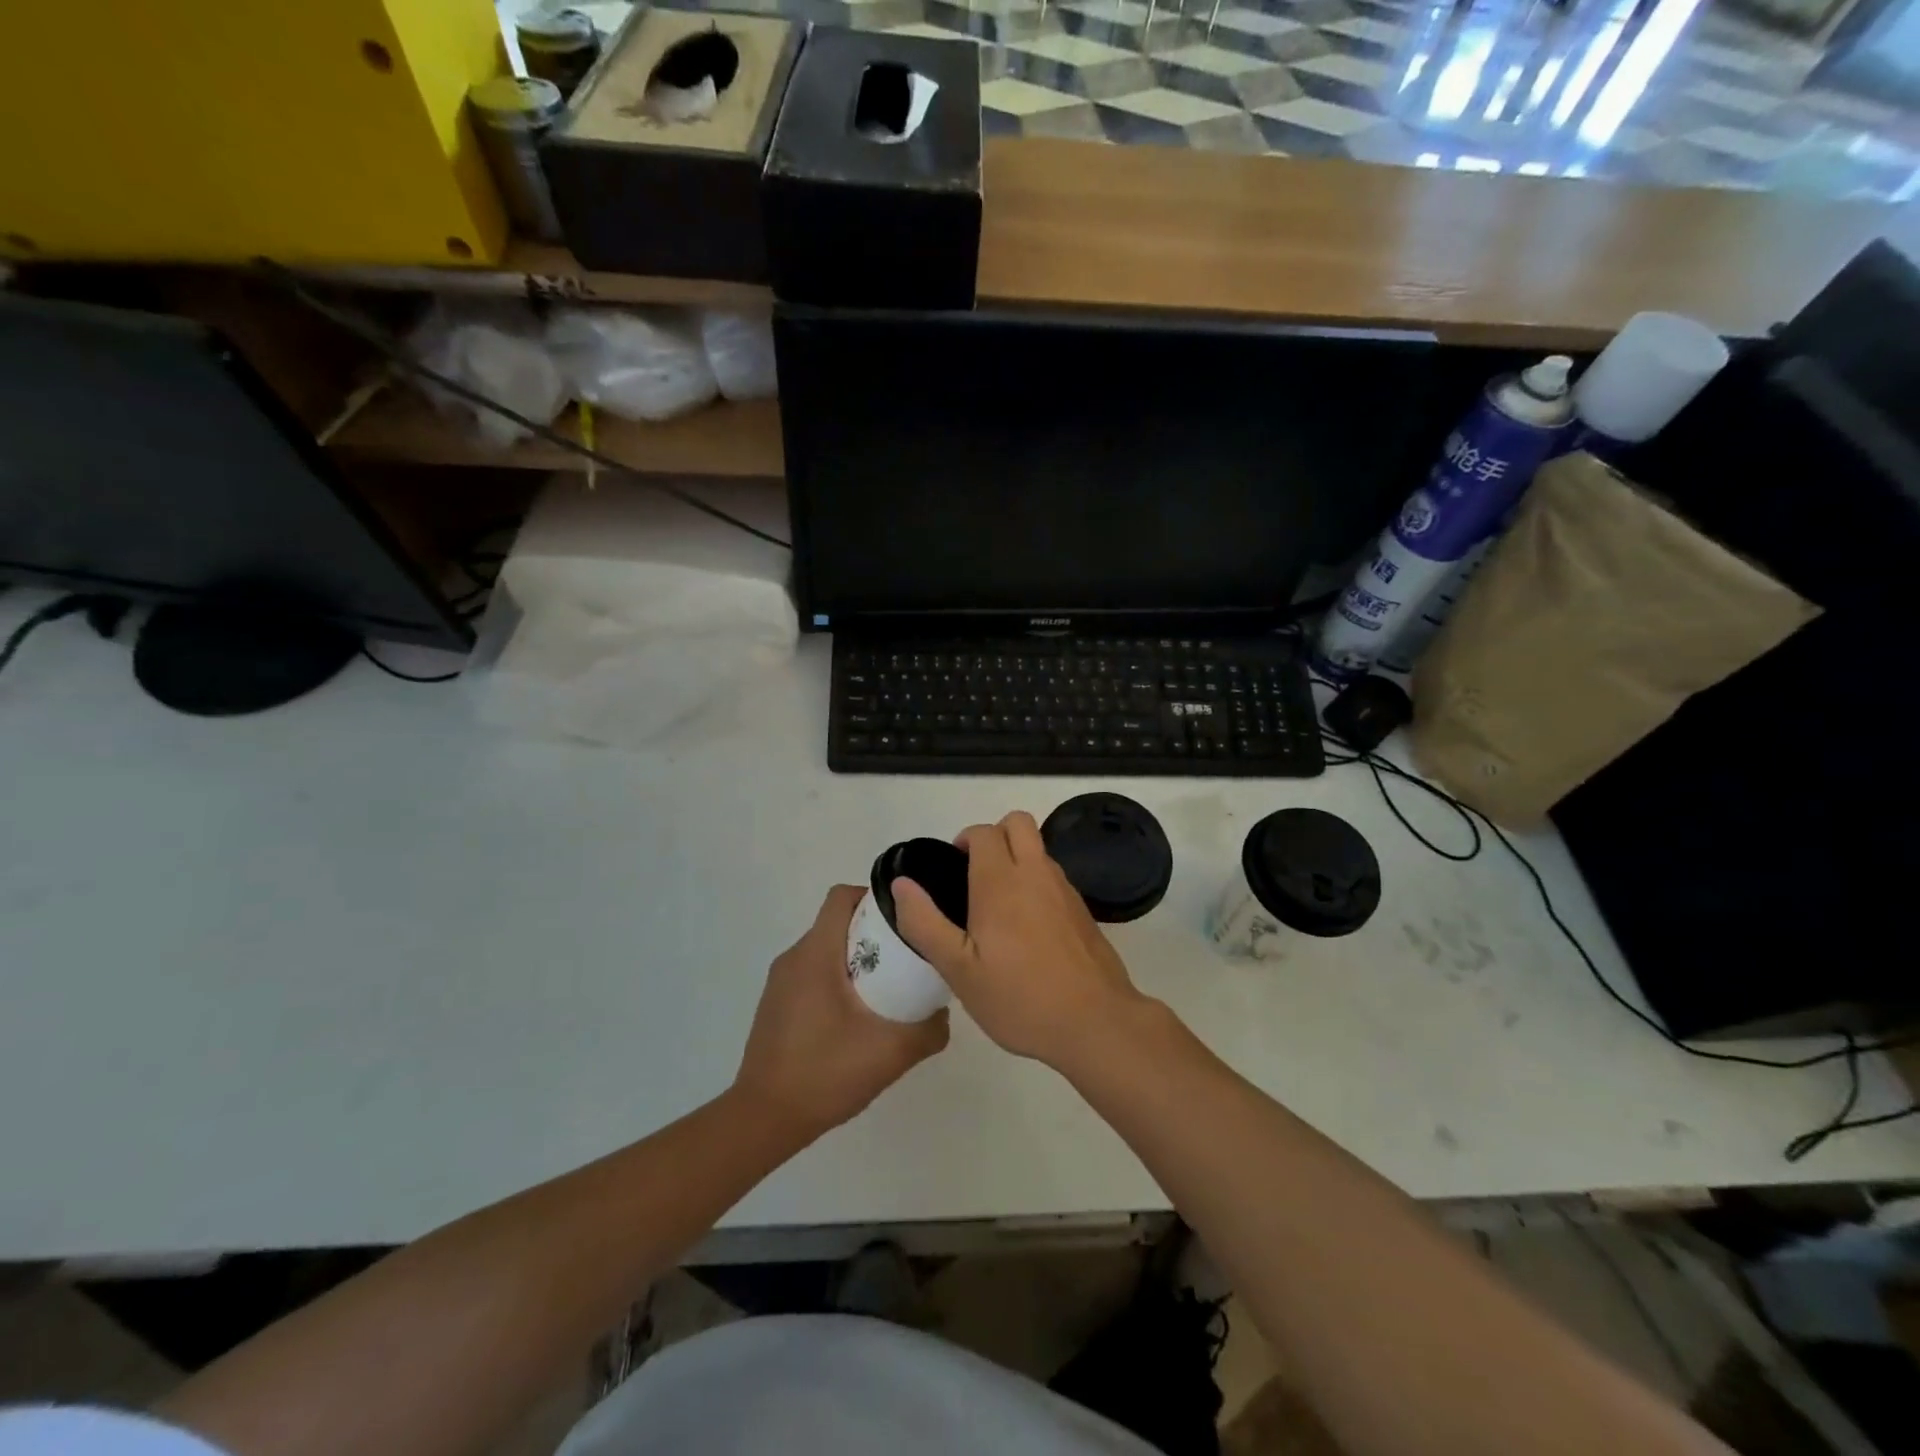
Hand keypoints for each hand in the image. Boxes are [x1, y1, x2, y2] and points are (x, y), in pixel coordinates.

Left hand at [733, 884, 948, 1140]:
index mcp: (816, 954)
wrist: (764, 1119)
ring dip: (856, 960)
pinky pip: (813, 975)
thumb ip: (928, 1030)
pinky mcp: (776, 1005)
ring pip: (826, 950)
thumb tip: (943, 1012)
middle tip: (905, 959)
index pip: (842, 897)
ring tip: (887, 991)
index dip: (875, 898)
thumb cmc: (825, 1073)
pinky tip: (856, 1020)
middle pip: (837, 923)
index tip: (904, 921)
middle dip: (873, 933)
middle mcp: (794, 958)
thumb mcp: (891, 1053)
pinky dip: (837, 981)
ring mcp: (780, 983)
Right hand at [890, 811, 1144, 1068]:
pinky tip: (1028, 930)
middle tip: (975, 876)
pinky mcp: (1083, 910)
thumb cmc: (1019, 997)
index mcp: (1001, 882)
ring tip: (998, 907)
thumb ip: (925, 923)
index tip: (952, 872)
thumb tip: (902, 883)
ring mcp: (1064, 890)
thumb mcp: (958, 970)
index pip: (983, 832)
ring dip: (1017, 858)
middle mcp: (1036, 873)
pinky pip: (1053, 877)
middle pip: (1018, 822)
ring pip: (1038, 849)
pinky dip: (1036, 883)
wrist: (1095, 1022)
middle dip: (994, 835)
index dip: (964, 841)